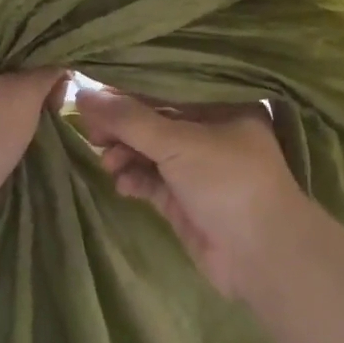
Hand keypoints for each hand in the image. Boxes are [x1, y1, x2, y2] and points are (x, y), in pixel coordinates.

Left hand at [0, 32, 61, 260]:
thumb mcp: (22, 95)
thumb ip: (48, 69)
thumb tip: (64, 55)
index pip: (15, 29)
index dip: (45, 41)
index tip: (68, 63)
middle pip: (15, 60)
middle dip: (42, 77)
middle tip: (58, 98)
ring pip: (11, 92)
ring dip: (34, 104)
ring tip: (50, 117)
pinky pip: (2, 118)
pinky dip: (21, 124)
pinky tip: (37, 134)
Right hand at [77, 89, 307, 297]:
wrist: (262, 256)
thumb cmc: (227, 181)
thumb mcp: (178, 142)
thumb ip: (128, 119)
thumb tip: (81, 94)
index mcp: (221, 103)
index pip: (166, 86)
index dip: (128, 89)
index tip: (92, 95)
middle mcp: (210, 129)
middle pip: (154, 118)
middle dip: (122, 125)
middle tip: (91, 131)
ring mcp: (197, 166)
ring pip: (149, 150)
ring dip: (125, 152)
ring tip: (108, 161)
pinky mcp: (184, 198)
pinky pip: (151, 179)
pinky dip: (134, 177)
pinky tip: (121, 182)